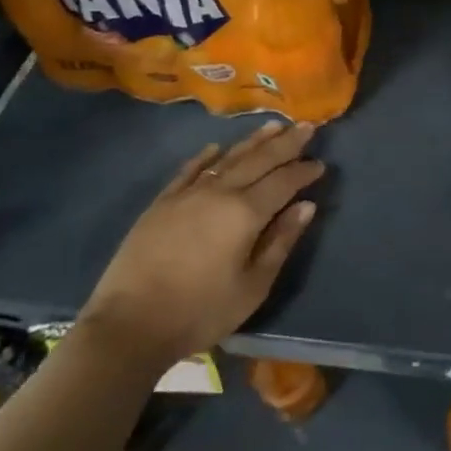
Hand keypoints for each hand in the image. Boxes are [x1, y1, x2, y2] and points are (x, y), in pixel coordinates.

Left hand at [77, 120, 324, 374]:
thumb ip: (281, 241)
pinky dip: (205, 157)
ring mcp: (187, 195)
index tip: (321, 164)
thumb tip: (306, 206)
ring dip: (253, 141)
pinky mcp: (161, 204)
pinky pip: (189, 171)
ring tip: (274, 125)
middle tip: (307, 126)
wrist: (129, 325)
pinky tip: (215, 148)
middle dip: (286, 143)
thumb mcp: (253, 286)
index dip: (304, 171)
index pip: (283, 182)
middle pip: (259, 160)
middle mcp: (219, 193)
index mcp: (245, 213)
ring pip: (227, 159)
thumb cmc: (201, 311)